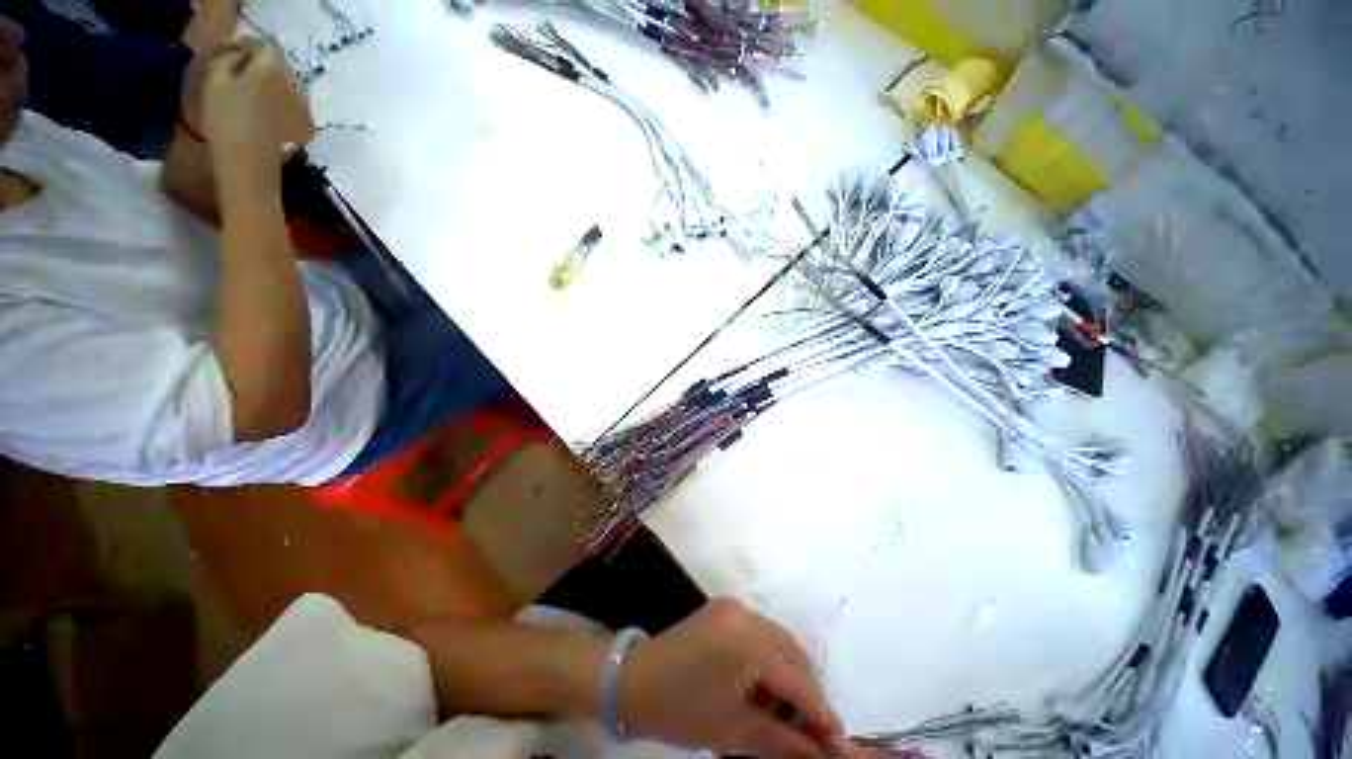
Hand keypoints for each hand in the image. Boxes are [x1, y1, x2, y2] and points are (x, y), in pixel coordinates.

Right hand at [201, 41, 313, 186]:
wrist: (249, 163)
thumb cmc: (225, 121)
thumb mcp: (214, 80)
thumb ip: (227, 59)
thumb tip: (237, 54)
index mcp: (271, 67)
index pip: (263, 47)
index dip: (246, 48)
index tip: (231, 54)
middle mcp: (294, 83)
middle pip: (277, 66)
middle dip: (260, 67)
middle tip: (239, 75)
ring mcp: (304, 106)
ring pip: (287, 86)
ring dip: (272, 86)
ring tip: (251, 96)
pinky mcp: (307, 126)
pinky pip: (293, 106)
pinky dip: (281, 104)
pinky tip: (266, 115)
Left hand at [619, 598, 869, 757]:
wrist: (633, 680)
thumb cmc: (680, 710)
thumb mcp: (735, 732)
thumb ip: (786, 742)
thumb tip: (829, 754)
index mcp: (744, 639)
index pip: (796, 679)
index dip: (821, 714)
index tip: (839, 745)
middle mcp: (744, 613)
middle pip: (793, 654)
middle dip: (807, 694)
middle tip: (812, 733)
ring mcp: (734, 607)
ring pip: (780, 643)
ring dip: (790, 678)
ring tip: (786, 716)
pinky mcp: (726, 610)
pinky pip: (762, 635)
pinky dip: (771, 663)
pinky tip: (765, 691)